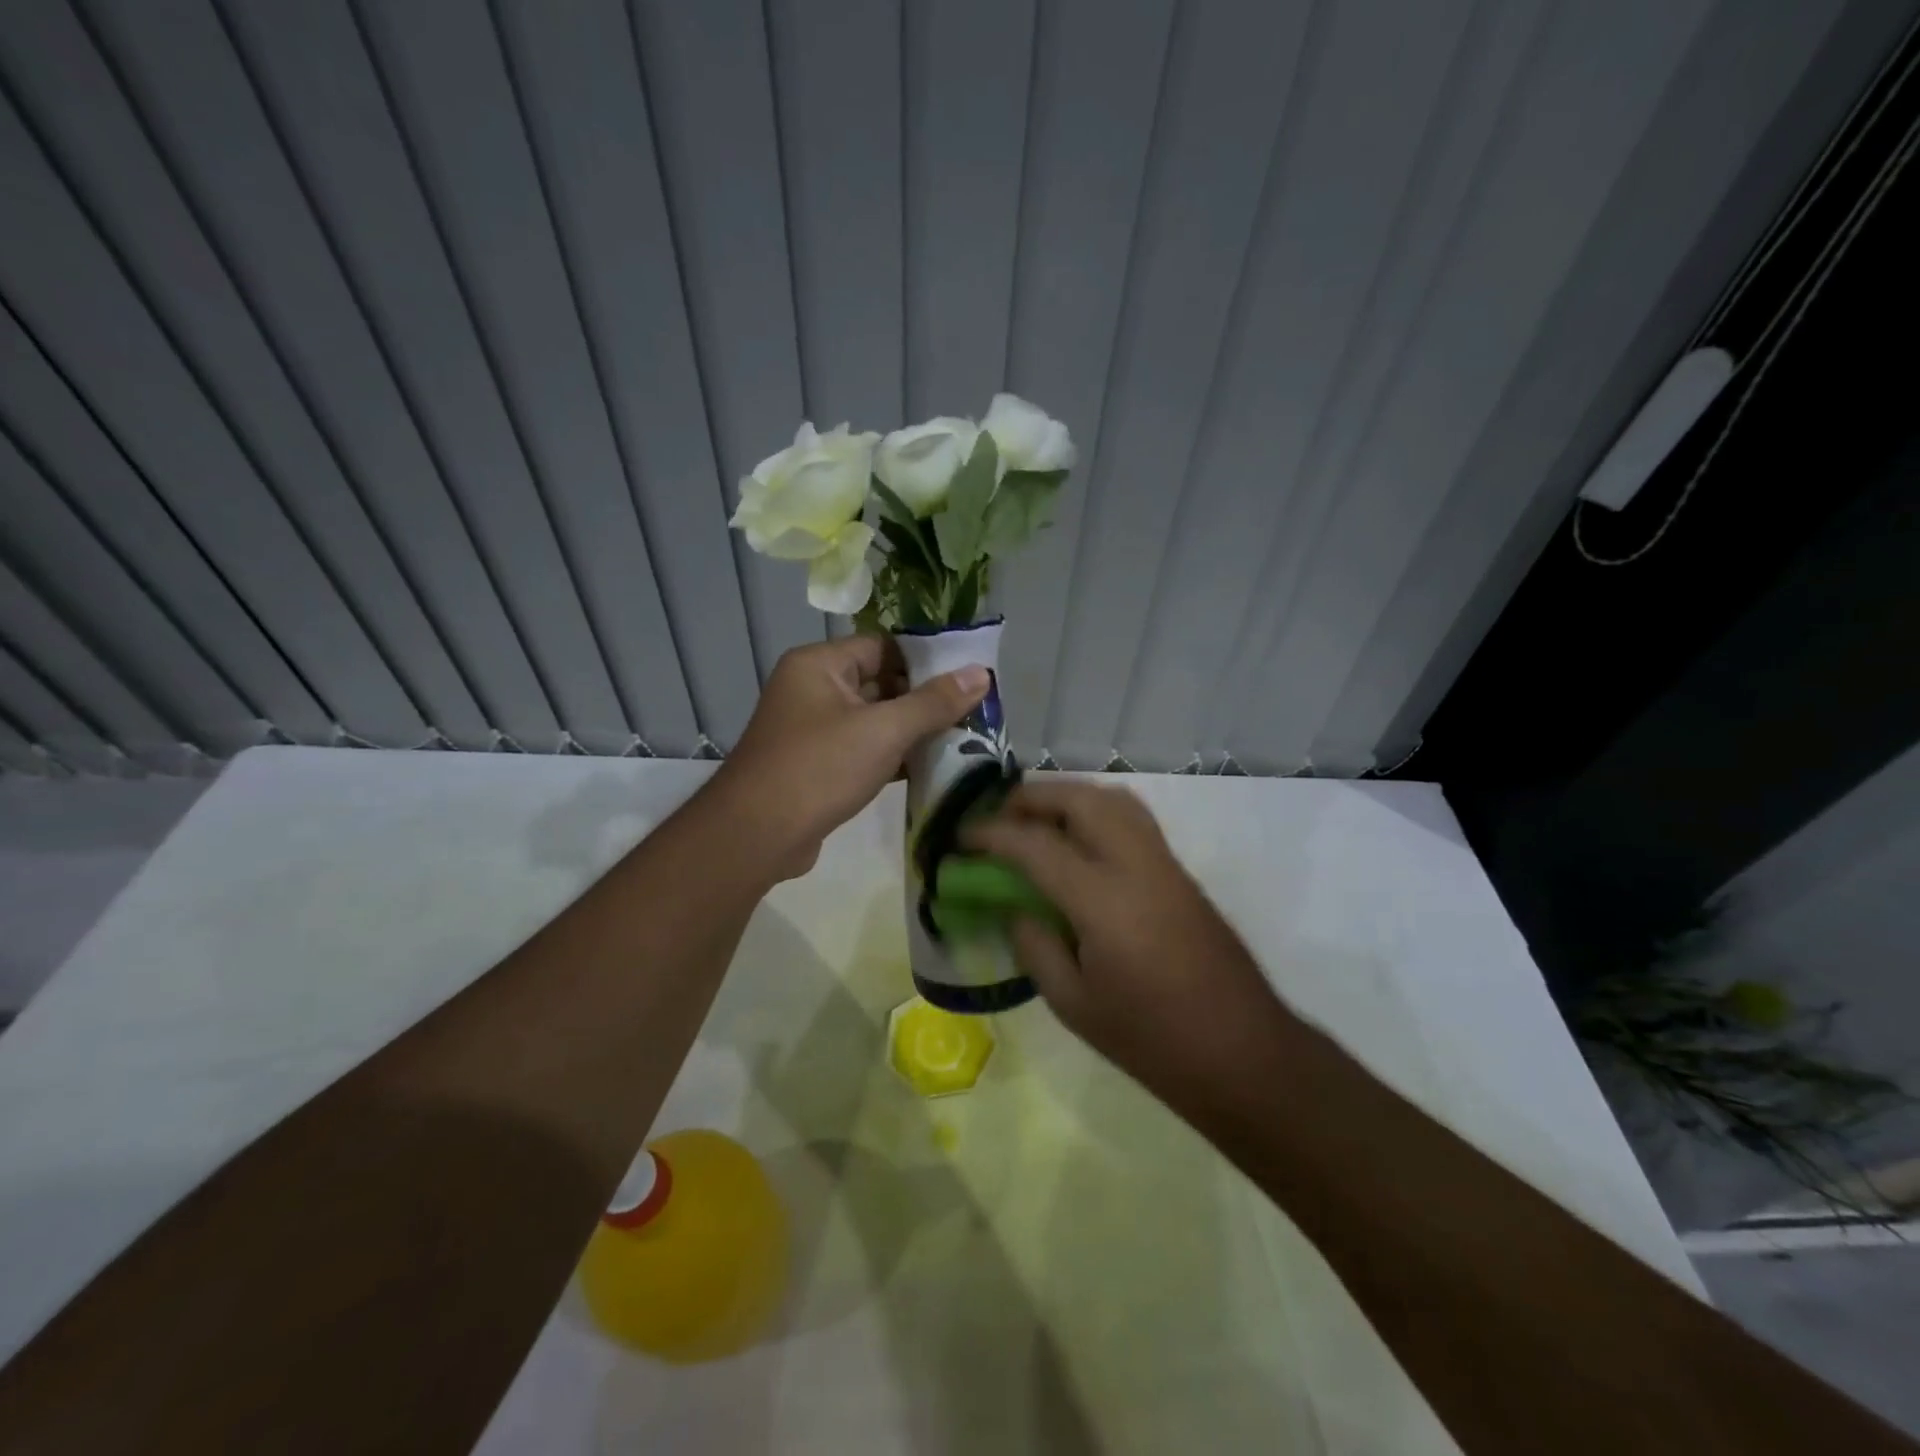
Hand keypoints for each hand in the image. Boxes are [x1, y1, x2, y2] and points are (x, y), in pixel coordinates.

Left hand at [714, 637, 988, 879]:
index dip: (927, 659)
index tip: (970, 675)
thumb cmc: (819, 769)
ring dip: (914, 730)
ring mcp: (814, 730)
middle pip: (881, 682)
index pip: (883, 646)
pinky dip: (895, 756)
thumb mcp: (883, 731)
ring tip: (965, 737)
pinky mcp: (819, 765)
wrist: (756, 837)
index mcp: (820, 665)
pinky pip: (865, 749)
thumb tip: (982, 673)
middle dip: (926, 698)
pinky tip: (933, 767)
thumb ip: (934, 702)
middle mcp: (813, 689)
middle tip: (975, 710)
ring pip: (875, 720)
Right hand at [963, 781, 1292, 1107]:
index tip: (960, 837)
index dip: (990, 834)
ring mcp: (1164, 863)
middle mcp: (1135, 864)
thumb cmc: (1152, 1041)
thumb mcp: (1073, 1005)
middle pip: (1079, 799)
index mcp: (1102, 900)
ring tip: (1035, 822)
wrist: (1244, 1053)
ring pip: (1112, 799)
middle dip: (1031, 798)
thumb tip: (1014, 907)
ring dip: (1066, 797)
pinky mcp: (1180, 872)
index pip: (1034, 845)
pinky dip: (1095, 812)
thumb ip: (1034, 946)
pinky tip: (1077, 843)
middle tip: (999, 819)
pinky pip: (1131, 818)